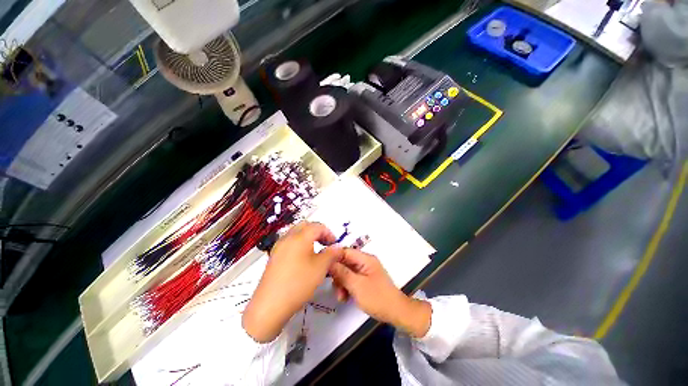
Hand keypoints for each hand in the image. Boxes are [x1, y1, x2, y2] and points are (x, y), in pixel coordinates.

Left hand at [242, 222, 342, 341]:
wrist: (270, 305)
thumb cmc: (299, 283)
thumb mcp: (321, 267)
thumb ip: (331, 254)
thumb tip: (337, 247)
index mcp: (300, 237)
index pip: (317, 226)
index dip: (329, 233)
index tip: (334, 244)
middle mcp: (287, 238)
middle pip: (305, 226)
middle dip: (317, 232)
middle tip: (325, 244)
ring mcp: (279, 247)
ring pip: (296, 233)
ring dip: (308, 237)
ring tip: (315, 251)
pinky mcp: (274, 256)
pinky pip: (289, 243)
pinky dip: (299, 244)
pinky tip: (303, 259)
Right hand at [328, 249, 431, 337]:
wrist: (396, 312)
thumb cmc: (377, 298)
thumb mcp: (357, 285)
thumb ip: (342, 273)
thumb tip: (329, 261)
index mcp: (365, 259)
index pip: (345, 252)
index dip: (333, 258)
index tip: (322, 268)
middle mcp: (365, 262)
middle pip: (345, 262)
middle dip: (338, 274)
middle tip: (334, 288)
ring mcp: (365, 271)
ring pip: (347, 272)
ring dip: (341, 283)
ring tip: (341, 297)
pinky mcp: (365, 280)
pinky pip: (352, 279)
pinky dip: (347, 287)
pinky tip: (345, 297)